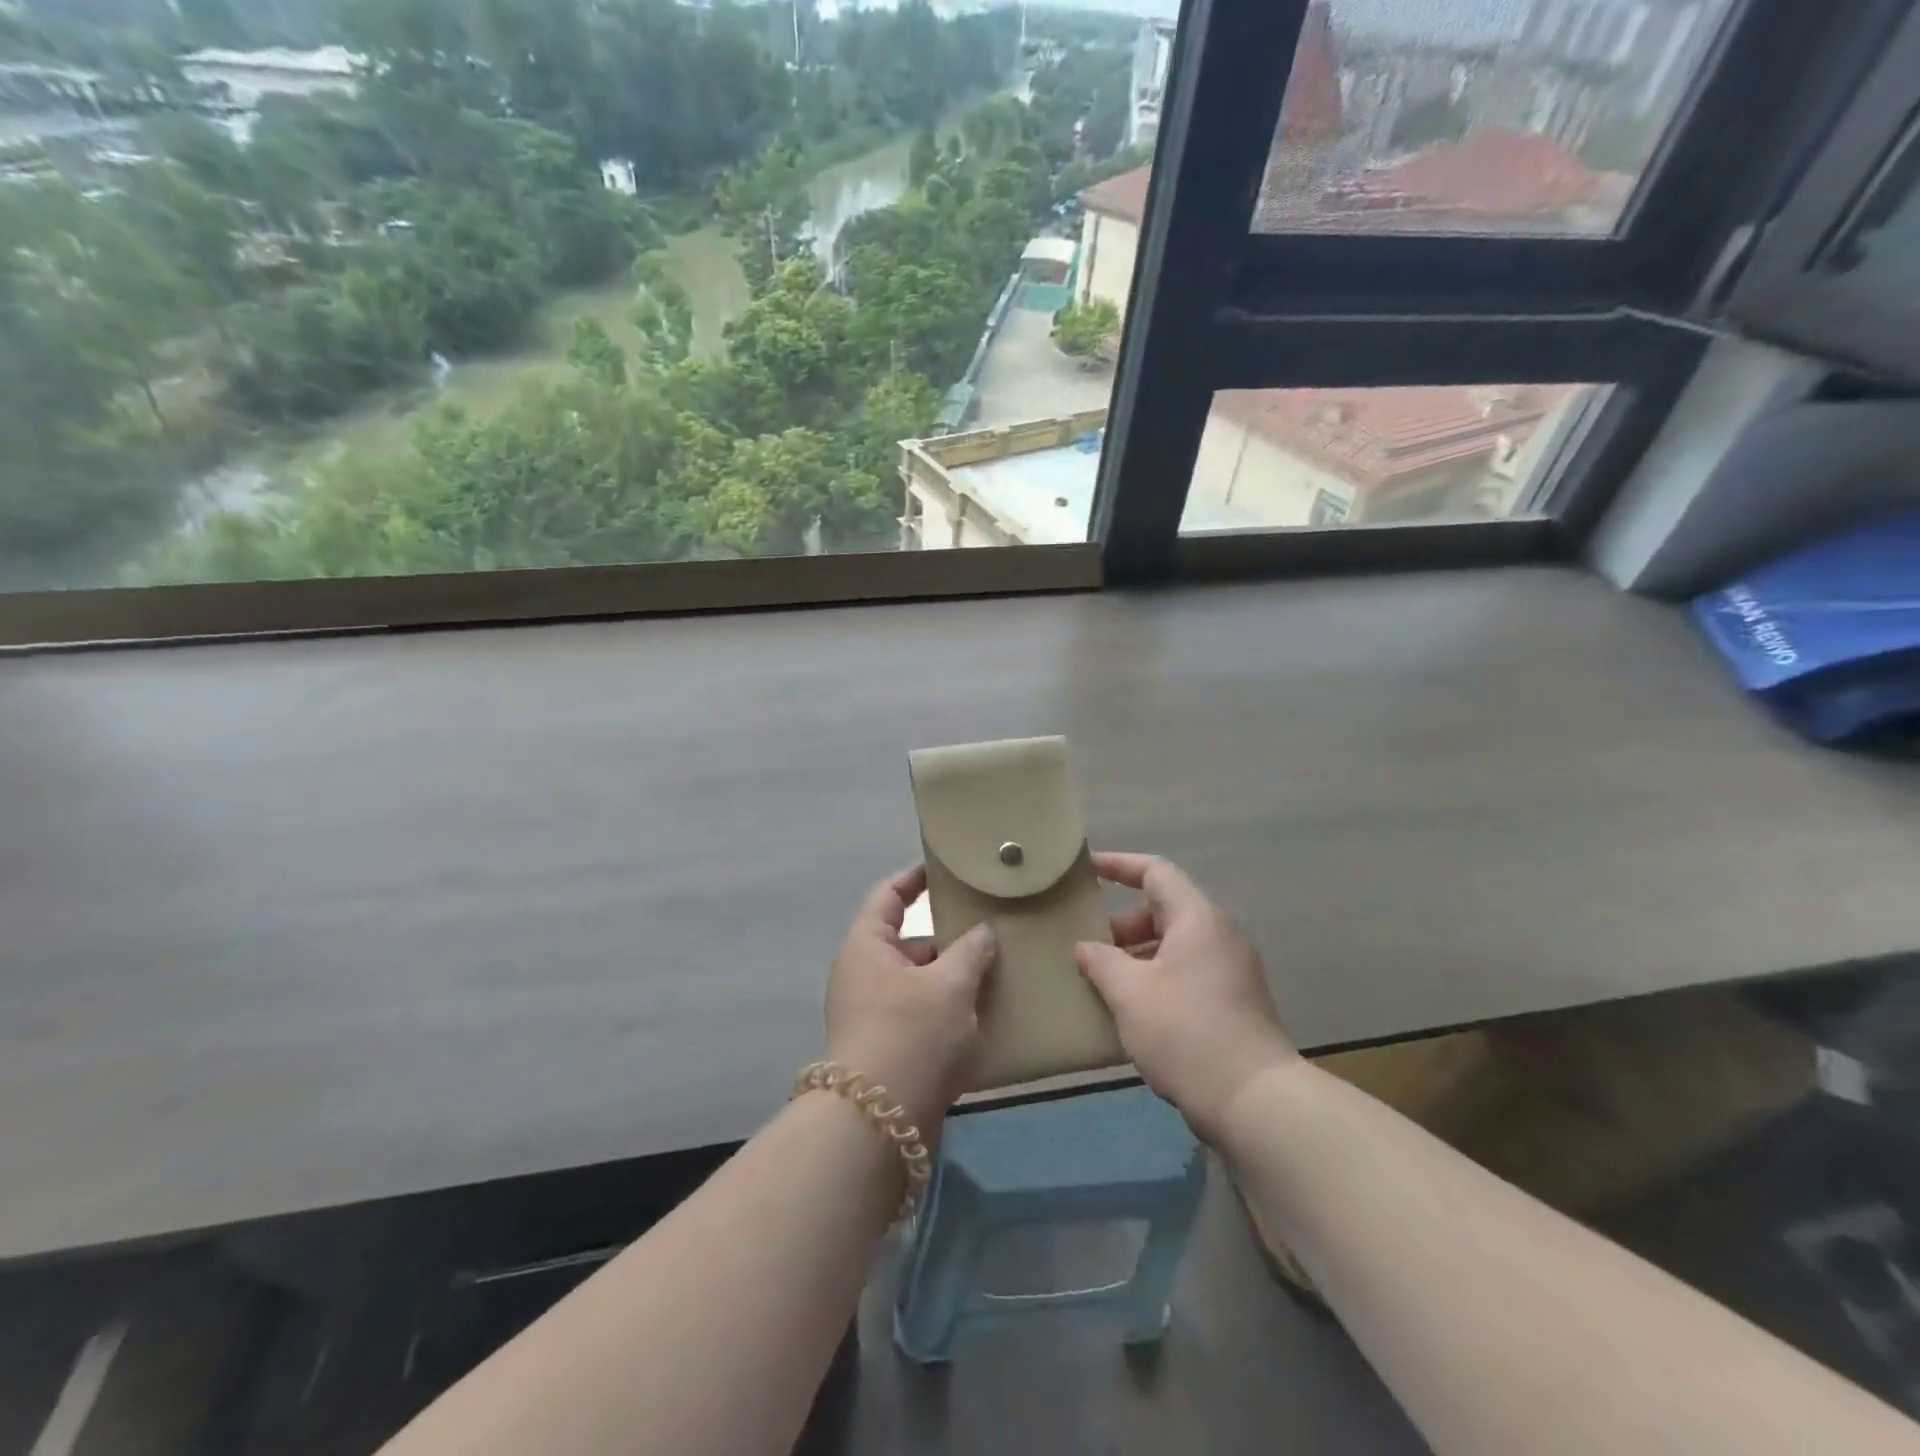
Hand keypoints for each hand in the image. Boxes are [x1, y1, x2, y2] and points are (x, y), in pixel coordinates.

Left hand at [823, 865, 995, 1139]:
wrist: (878, 1122)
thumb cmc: (911, 1034)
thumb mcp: (949, 985)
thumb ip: (970, 951)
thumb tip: (982, 933)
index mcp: (867, 947)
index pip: (888, 897)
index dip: (914, 878)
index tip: (944, 869)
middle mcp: (863, 975)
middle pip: (909, 943)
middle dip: (949, 939)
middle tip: (991, 931)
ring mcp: (872, 1014)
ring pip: (919, 982)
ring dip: (953, 979)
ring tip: (997, 974)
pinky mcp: (887, 1048)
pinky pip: (921, 1015)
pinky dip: (948, 1011)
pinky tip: (984, 1016)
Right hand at [1075, 853, 1297, 1141]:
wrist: (1255, 1100)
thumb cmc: (1185, 1031)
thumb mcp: (1129, 993)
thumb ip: (1100, 961)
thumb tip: (1084, 946)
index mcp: (1197, 919)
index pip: (1155, 872)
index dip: (1119, 865)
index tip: (1087, 869)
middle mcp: (1219, 935)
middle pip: (1164, 910)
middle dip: (1121, 922)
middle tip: (1086, 942)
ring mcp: (1230, 970)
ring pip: (1174, 945)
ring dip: (1135, 954)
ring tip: (1100, 978)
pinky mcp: (1233, 1002)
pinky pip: (1186, 972)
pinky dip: (1154, 977)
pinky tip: (1129, 1008)